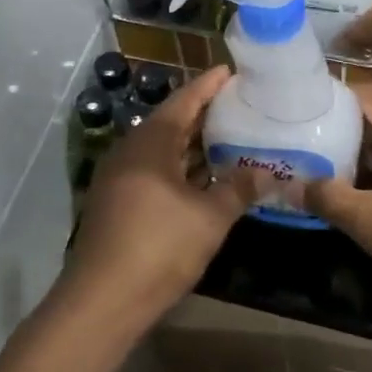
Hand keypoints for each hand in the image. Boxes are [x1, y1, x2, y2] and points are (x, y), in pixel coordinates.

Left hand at [58, 67, 265, 329]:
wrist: (101, 301)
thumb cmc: (159, 248)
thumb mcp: (210, 218)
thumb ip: (239, 189)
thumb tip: (270, 171)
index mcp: (150, 143)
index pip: (184, 102)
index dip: (208, 86)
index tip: (230, 71)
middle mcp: (130, 152)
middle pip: (170, 122)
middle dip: (202, 113)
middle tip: (235, 104)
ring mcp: (119, 178)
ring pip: (161, 150)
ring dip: (191, 144)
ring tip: (225, 136)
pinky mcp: (116, 203)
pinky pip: (153, 171)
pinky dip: (178, 167)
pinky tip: (201, 177)